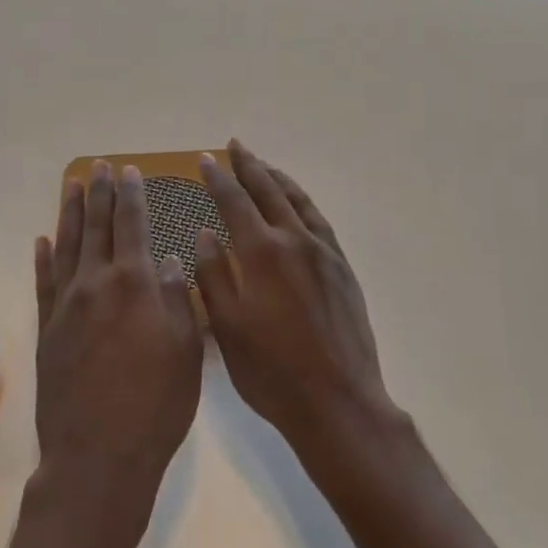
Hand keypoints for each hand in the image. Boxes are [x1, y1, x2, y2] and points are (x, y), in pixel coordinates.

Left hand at [32, 161, 202, 544]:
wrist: (98, 459)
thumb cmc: (156, 406)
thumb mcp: (186, 350)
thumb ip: (180, 298)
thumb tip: (171, 260)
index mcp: (135, 283)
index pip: (132, 224)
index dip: (131, 195)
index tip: (129, 171)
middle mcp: (96, 284)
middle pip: (96, 226)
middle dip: (99, 193)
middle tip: (99, 166)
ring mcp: (66, 307)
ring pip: (66, 246)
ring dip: (69, 213)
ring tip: (72, 186)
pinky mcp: (47, 331)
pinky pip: (43, 283)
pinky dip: (43, 258)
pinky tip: (42, 240)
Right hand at [194, 140, 397, 465]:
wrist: (338, 402)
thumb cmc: (272, 371)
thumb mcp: (227, 327)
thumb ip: (213, 275)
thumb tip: (205, 232)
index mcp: (261, 253)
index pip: (234, 202)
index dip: (218, 179)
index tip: (206, 159)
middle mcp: (294, 241)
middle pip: (268, 191)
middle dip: (249, 165)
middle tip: (235, 145)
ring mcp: (323, 253)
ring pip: (297, 201)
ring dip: (277, 178)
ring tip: (263, 165)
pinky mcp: (342, 268)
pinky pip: (319, 220)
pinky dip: (303, 202)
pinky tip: (297, 204)